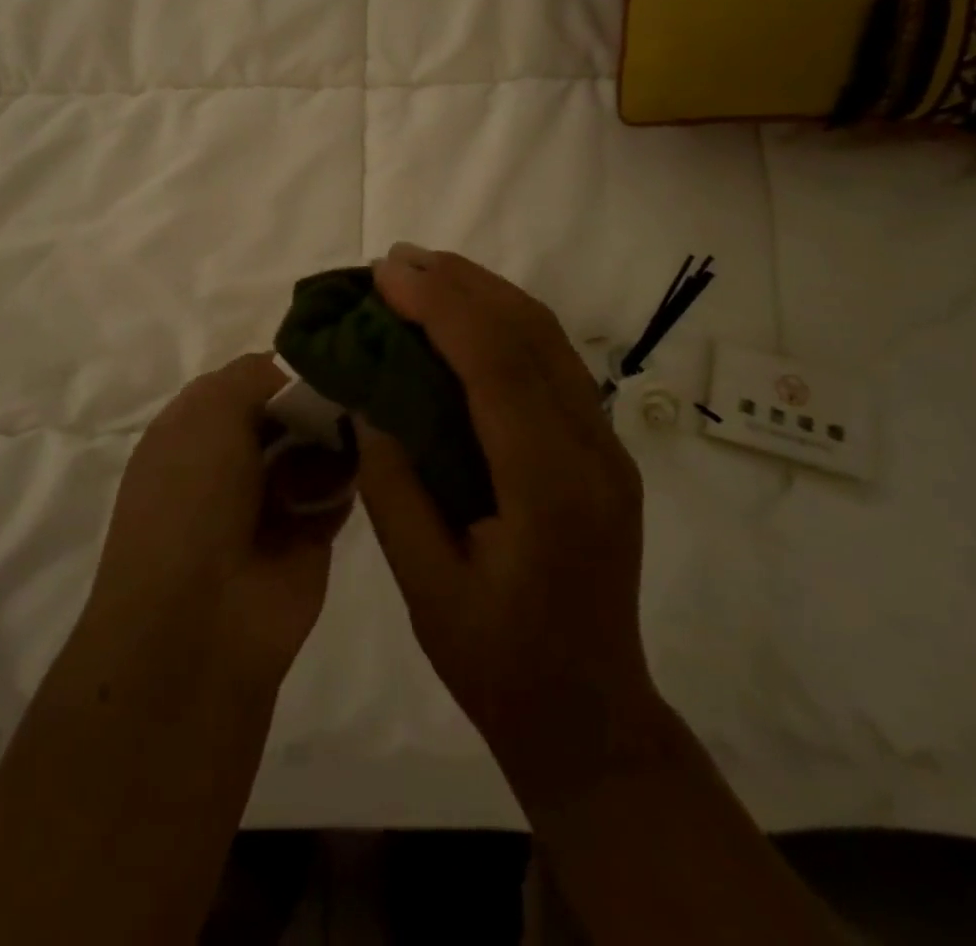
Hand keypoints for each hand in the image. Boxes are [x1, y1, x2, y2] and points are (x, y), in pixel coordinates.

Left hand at [83, 355, 355, 694]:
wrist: (201, 621)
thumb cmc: (192, 497)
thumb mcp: (209, 412)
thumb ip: (254, 376)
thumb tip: (297, 373)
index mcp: (193, 428)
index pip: (247, 381)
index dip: (283, 370)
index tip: (329, 355)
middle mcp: (230, 459)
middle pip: (286, 412)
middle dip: (317, 399)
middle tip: (355, 387)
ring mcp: (270, 498)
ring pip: (317, 446)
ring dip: (337, 435)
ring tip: (360, 424)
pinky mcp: (310, 533)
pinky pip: (340, 488)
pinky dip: (352, 475)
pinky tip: (366, 460)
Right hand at [356, 246, 665, 816]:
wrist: (590, 715)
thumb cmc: (499, 665)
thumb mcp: (425, 588)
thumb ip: (394, 488)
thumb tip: (369, 404)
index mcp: (551, 490)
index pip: (497, 365)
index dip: (441, 307)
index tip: (386, 275)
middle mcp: (593, 451)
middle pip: (531, 334)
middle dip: (460, 283)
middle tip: (395, 260)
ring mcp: (606, 447)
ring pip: (549, 339)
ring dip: (485, 293)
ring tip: (424, 272)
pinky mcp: (601, 449)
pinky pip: (553, 364)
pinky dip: (505, 324)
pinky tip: (465, 317)